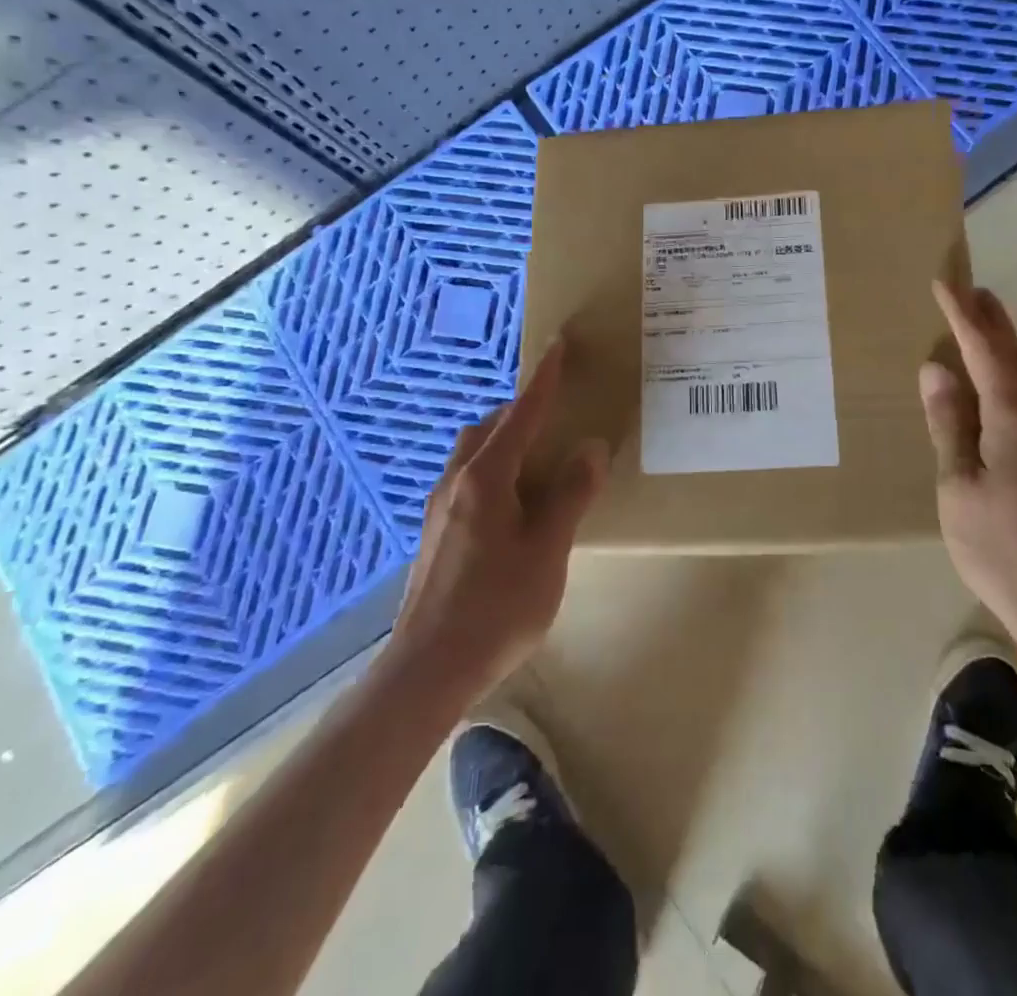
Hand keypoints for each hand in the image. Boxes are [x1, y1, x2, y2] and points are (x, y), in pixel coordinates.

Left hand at [386, 340, 609, 699]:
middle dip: (522, 411)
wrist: (426, 671)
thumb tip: (590, 447)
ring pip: (474, 454)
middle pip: (489, 427)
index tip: (558, 345)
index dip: (544, 379)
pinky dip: (495, 470)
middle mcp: (457, 481)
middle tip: (557, 416)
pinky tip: (515, 507)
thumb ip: (570, 494)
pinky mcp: (437, 534)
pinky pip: (469, 480)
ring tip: (540, 462)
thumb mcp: (548, 550)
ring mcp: (441, 508)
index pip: (521, 413)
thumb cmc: (496, 607)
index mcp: (486, 477)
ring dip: (505, 441)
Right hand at [921, 281, 1016, 667]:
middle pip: (1012, 355)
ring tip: (977, 318)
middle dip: (989, 320)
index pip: (985, 350)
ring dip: (1000, 343)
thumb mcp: (959, 486)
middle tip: (968, 288)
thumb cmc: (1003, 548)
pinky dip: (1006, 374)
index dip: (963, 315)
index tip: (945, 282)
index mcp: (1015, 417)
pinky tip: (992, 379)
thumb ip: (949, 424)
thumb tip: (937, 369)